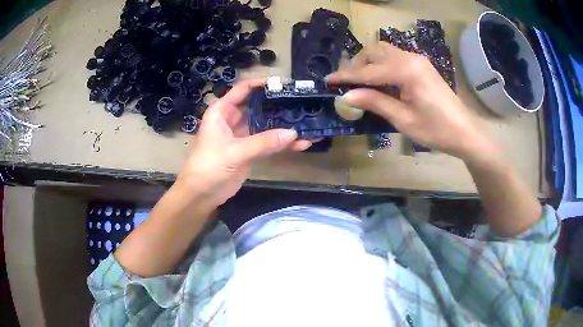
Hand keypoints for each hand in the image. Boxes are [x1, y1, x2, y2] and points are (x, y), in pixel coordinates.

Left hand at [177, 78, 312, 206]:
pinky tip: (301, 144)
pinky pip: (268, 143)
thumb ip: (263, 142)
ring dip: (284, 126)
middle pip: (258, 106)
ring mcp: (242, 135)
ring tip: (307, 123)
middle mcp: (232, 119)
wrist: (201, 194)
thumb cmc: (209, 166)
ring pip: (265, 125)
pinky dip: (282, 143)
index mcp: (222, 111)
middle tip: (301, 102)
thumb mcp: (234, 152)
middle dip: (278, 104)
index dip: (262, 83)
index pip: (243, 89)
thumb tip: (294, 133)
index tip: (284, 84)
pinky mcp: (249, 151)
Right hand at [326, 43, 497, 162]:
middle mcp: (410, 58)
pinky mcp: (421, 65)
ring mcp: (417, 59)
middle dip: (357, 64)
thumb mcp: (403, 119)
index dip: (346, 76)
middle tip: (347, 83)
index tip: (328, 81)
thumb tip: (347, 96)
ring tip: (361, 81)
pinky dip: (382, 65)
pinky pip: (395, 57)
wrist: (464, 132)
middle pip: (375, 51)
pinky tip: (380, 80)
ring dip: (369, 62)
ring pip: (384, 51)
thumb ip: (375, 102)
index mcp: (406, 71)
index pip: (369, 70)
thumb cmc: (436, 130)